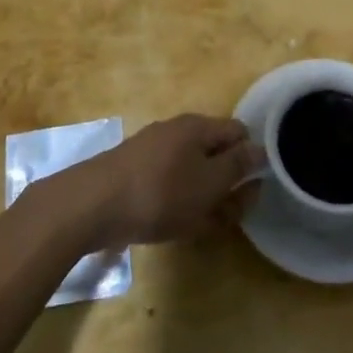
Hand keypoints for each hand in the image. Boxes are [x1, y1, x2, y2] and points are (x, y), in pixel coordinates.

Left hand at [55, 115, 261, 250]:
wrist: (93, 205)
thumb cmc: (160, 192)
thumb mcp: (209, 183)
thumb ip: (237, 166)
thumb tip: (260, 149)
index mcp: (198, 126)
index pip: (238, 131)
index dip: (251, 157)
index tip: (253, 189)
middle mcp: (176, 130)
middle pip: (214, 151)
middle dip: (227, 182)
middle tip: (232, 215)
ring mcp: (153, 150)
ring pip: (191, 170)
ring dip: (204, 196)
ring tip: (206, 226)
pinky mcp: (135, 172)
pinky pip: (170, 182)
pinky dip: (180, 201)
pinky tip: (177, 225)